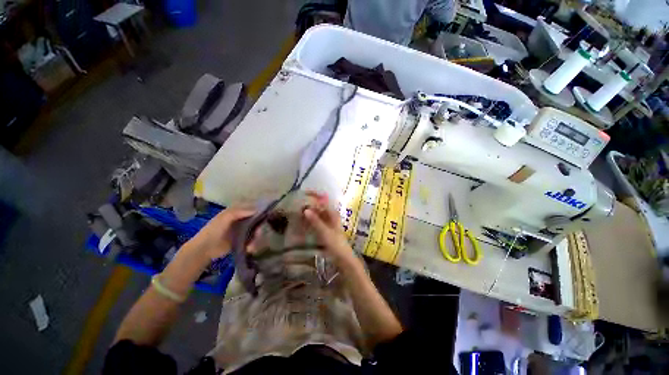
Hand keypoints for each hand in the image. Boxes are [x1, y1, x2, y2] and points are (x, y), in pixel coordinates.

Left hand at [188, 206, 254, 259]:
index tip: (267, 214)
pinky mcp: (243, 240)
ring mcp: (243, 230)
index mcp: (237, 212)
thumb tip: (256, 209)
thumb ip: (239, 212)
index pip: (252, 208)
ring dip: (257, 237)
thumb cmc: (213, 230)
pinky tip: (250, 248)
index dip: (260, 210)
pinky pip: (252, 240)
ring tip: (253, 245)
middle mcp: (242, 219)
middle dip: (259, 227)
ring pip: (256, 230)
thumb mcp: (225, 218)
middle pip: (257, 220)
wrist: (204, 249)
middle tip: (259, 233)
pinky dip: (253, 244)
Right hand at [303, 191, 356, 265]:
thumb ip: (315, 221)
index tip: (303, 193)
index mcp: (333, 213)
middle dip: (309, 204)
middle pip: (319, 206)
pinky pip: (316, 221)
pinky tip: (302, 221)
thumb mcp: (325, 232)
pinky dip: (310, 220)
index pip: (323, 200)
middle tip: (296, 204)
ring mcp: (328, 222)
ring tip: (297, 211)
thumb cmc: (336, 244)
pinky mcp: (325, 229)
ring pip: (317, 213)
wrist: (343, 258)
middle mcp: (331, 215)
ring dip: (309, 212)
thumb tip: (305, 209)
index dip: (314, 195)